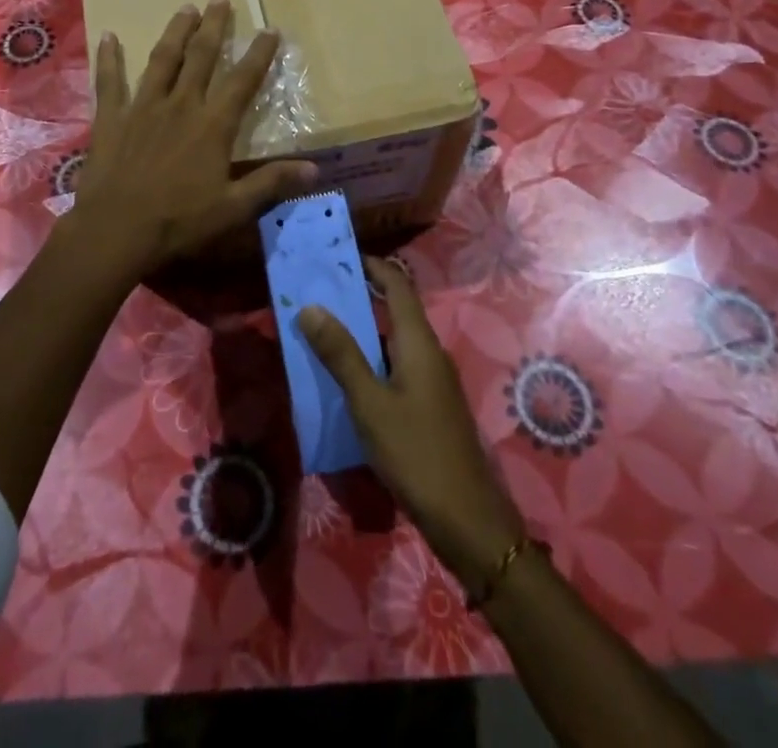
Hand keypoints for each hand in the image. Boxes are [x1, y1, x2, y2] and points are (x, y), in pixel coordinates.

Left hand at [66, 0, 318, 280]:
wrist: (116, 230)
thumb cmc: (179, 221)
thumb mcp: (233, 208)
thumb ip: (271, 183)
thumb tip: (315, 169)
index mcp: (212, 126)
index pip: (242, 81)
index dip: (259, 55)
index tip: (270, 29)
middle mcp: (180, 105)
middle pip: (200, 57)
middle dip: (213, 26)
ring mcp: (143, 107)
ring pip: (162, 60)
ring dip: (175, 32)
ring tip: (185, 8)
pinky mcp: (111, 117)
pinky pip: (109, 81)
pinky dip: (109, 58)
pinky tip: (108, 36)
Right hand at [301, 259, 526, 591]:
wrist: (467, 520)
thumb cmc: (416, 453)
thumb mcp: (369, 402)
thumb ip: (340, 354)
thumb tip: (310, 306)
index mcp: (418, 342)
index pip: (397, 284)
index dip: (370, 265)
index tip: (336, 256)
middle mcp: (429, 352)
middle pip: (394, 309)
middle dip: (358, 297)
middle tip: (317, 293)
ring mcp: (432, 381)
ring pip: (393, 341)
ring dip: (361, 332)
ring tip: (321, 331)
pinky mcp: (429, 406)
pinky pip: (396, 367)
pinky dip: (370, 361)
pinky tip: (345, 379)